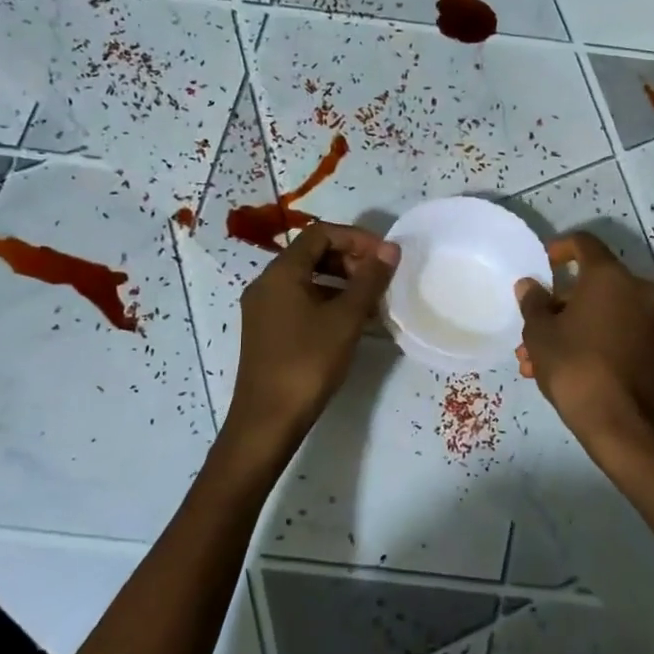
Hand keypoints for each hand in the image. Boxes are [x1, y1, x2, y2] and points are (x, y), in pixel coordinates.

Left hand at [226, 223, 398, 446]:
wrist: (268, 420)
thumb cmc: (308, 362)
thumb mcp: (346, 319)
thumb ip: (369, 280)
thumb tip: (390, 249)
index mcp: (281, 272)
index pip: (320, 234)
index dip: (356, 238)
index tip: (385, 256)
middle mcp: (266, 283)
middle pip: (311, 254)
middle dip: (349, 259)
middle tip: (379, 279)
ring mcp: (263, 308)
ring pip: (307, 279)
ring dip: (341, 282)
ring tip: (372, 301)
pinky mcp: (267, 330)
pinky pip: (299, 301)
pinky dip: (327, 301)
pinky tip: (351, 323)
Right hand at [515, 233, 653, 442]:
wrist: (619, 422)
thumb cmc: (574, 366)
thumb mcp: (540, 332)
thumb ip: (533, 302)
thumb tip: (530, 285)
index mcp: (609, 276)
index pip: (584, 244)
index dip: (560, 249)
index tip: (542, 264)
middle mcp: (636, 290)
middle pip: (591, 284)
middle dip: (556, 305)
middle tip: (530, 327)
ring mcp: (648, 320)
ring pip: (599, 313)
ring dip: (568, 328)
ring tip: (533, 360)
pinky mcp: (651, 348)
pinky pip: (614, 331)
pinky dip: (589, 340)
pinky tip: (558, 369)